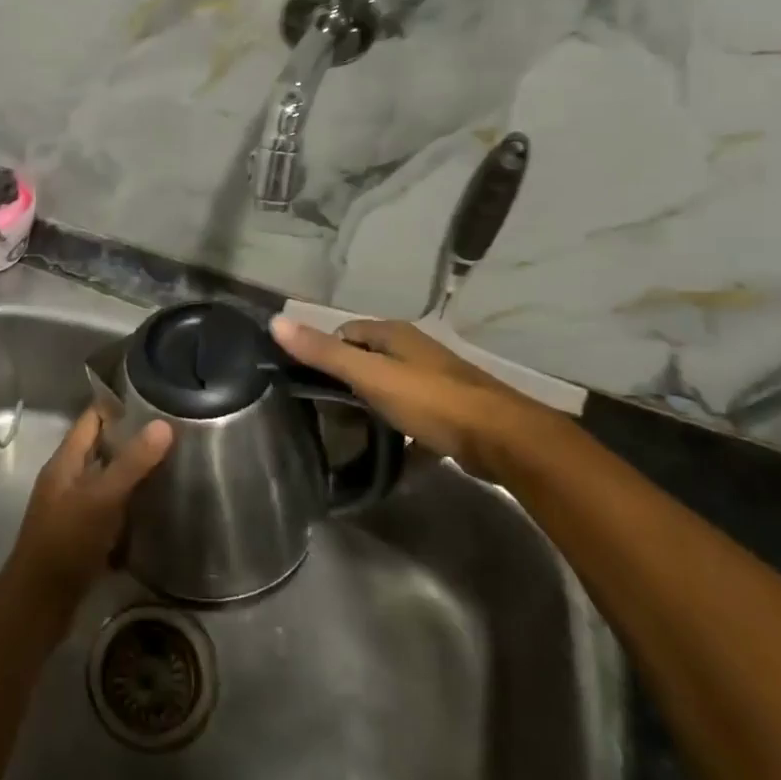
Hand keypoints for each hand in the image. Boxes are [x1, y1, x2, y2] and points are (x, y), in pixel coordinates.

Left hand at [4, 406, 172, 612]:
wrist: (39, 605)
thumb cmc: (67, 542)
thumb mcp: (102, 498)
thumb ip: (132, 462)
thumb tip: (163, 424)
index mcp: (65, 462)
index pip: (92, 419)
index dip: (118, 406)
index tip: (155, 399)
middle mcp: (67, 480)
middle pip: (101, 448)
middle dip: (132, 440)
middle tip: (173, 434)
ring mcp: (73, 509)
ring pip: (107, 480)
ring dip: (133, 474)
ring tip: (172, 466)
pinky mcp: (83, 536)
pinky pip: (110, 510)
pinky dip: (130, 506)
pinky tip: (156, 509)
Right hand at [269, 315, 557, 474]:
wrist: (505, 440)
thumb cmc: (432, 401)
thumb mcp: (371, 377)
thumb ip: (324, 353)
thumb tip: (275, 322)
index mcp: (395, 336)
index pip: (347, 333)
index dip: (325, 351)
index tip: (308, 381)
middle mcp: (416, 351)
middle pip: (369, 360)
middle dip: (347, 382)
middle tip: (325, 412)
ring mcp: (437, 382)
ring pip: (392, 389)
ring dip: (373, 407)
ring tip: (351, 434)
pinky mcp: (452, 414)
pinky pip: (415, 419)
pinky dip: (401, 433)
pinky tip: (392, 457)